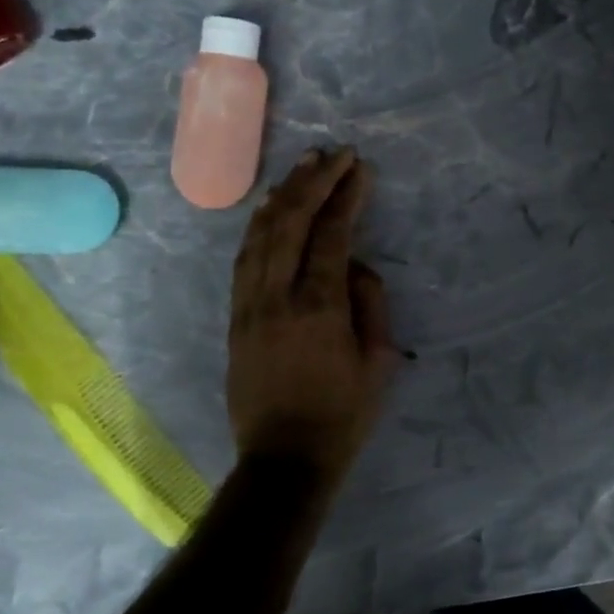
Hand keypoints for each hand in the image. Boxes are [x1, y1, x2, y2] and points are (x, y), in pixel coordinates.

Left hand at [227, 147, 398, 480]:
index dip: (346, 196)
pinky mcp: (235, 317)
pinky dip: (258, 226)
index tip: (359, 168)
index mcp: (319, 307)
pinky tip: (270, 209)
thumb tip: (355, 267)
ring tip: (303, 168)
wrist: (284, 459)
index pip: (331, 234)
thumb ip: (371, 303)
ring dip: (282, 196)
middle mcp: (277, 296)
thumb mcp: (378, 361)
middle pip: (289, 222)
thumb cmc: (342, 414)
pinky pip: (244, 259)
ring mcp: (249, 305)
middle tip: (333, 154)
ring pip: (260, 234)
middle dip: (313, 181)